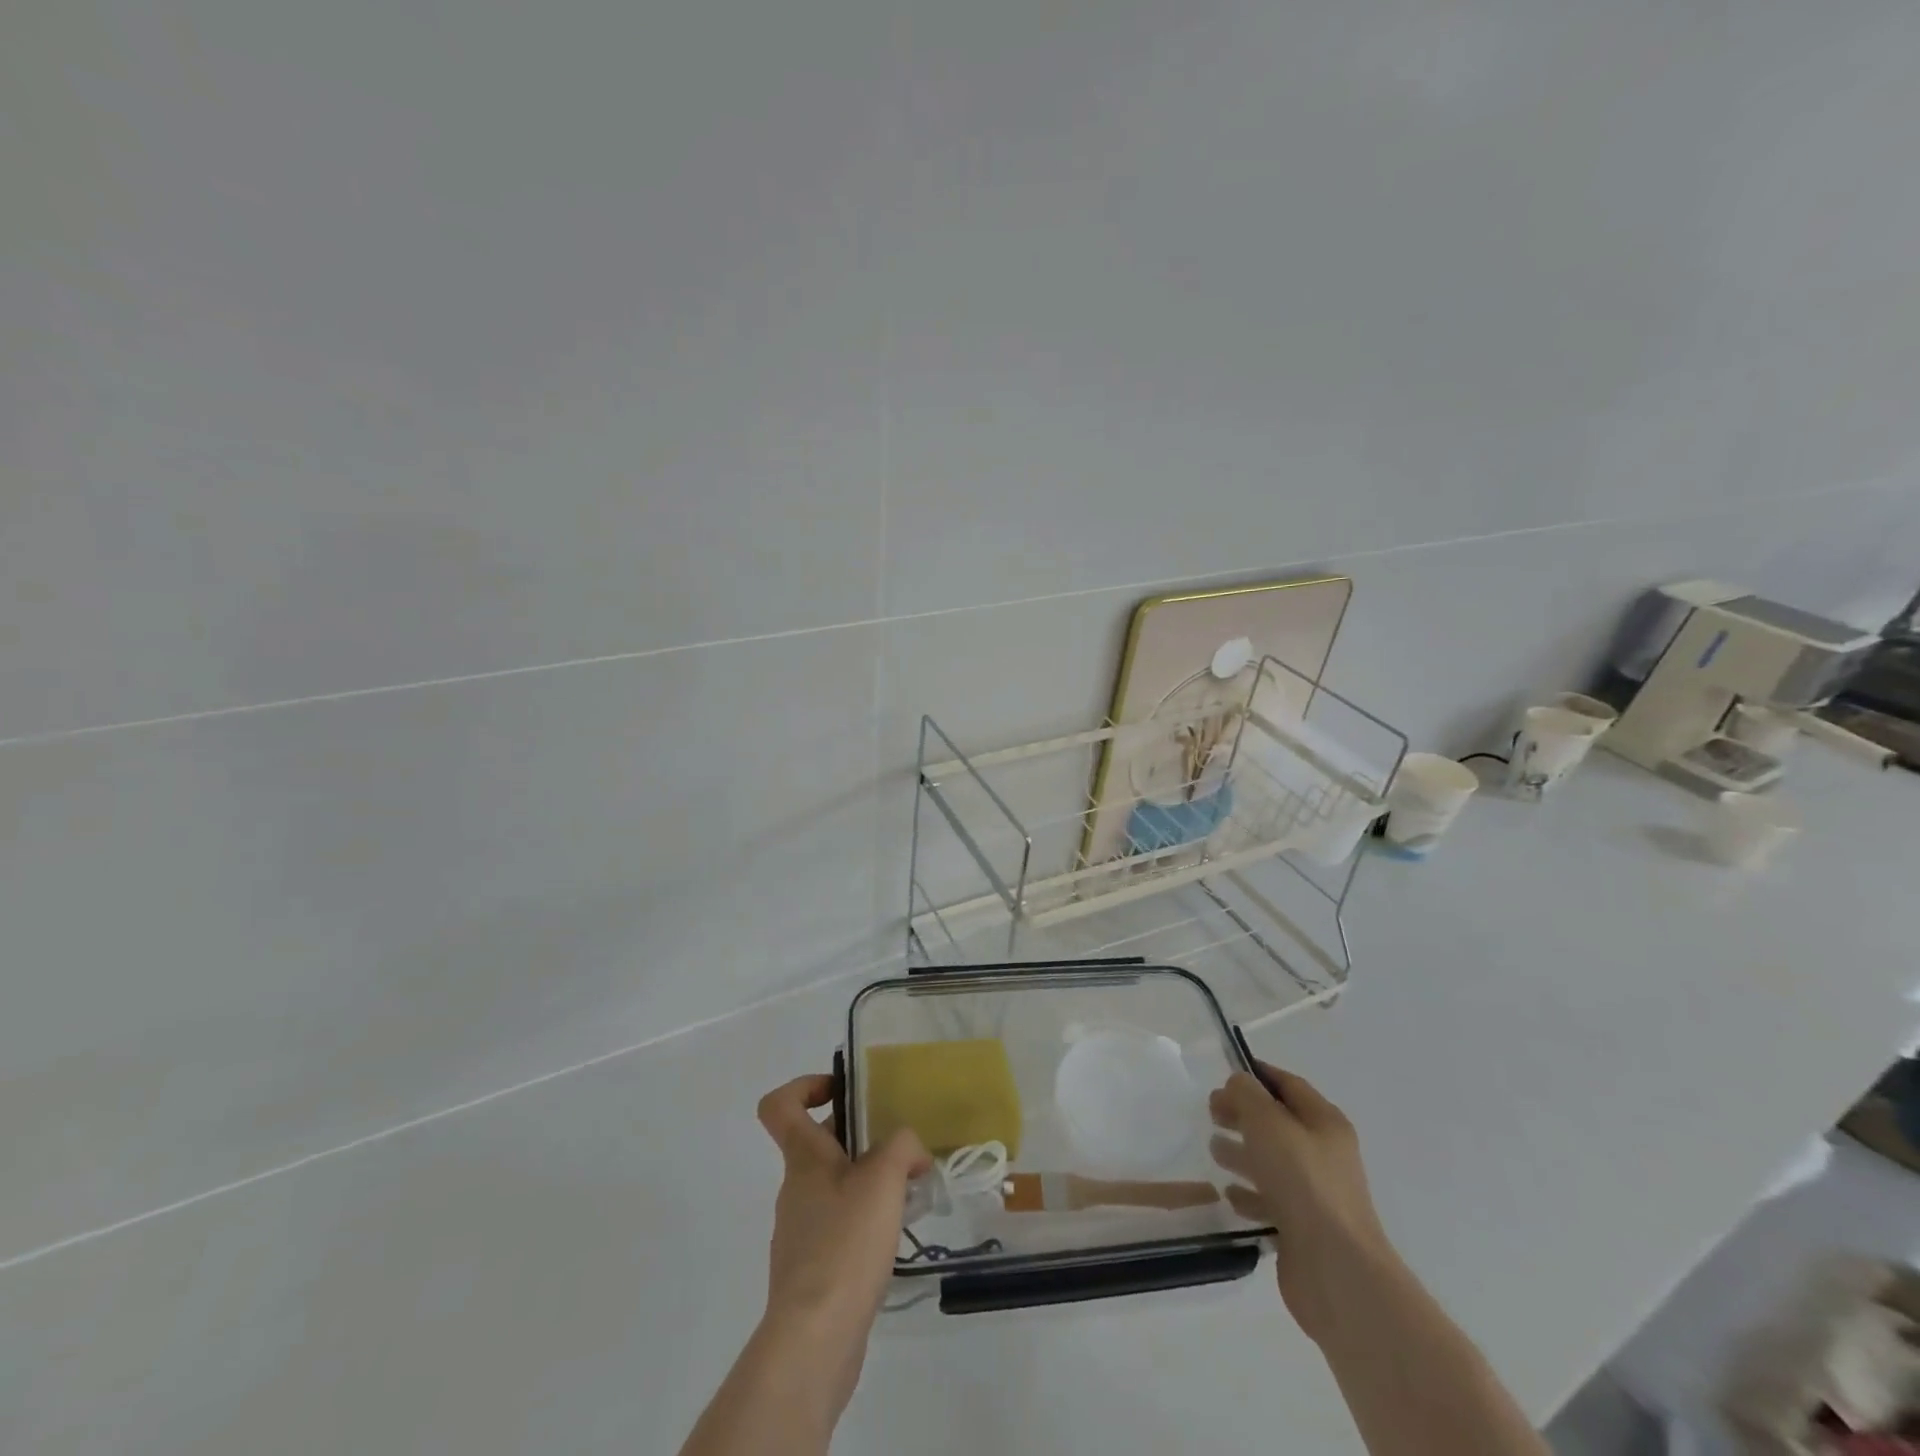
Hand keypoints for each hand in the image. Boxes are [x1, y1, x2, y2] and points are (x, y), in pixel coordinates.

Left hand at [754, 1075, 929, 1413]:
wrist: (815, 1338)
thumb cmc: (845, 1243)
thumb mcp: (884, 1178)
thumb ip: (902, 1146)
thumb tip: (911, 1150)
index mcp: (803, 1158)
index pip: (780, 1105)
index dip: (805, 1086)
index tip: (843, 1092)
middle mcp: (795, 1188)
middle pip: (819, 1145)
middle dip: (859, 1139)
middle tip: (900, 1149)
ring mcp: (800, 1231)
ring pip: (833, 1187)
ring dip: (867, 1182)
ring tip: (906, 1196)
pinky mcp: (811, 1271)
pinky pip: (838, 1227)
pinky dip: (864, 1222)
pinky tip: (892, 1239)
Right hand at [1208, 1061, 1396, 1343]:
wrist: (1336, 1270)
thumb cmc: (1302, 1182)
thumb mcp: (1268, 1122)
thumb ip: (1247, 1094)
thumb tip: (1238, 1084)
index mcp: (1325, 1123)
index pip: (1289, 1085)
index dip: (1258, 1075)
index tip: (1224, 1074)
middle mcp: (1325, 1155)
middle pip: (1278, 1123)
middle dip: (1244, 1114)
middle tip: (1211, 1113)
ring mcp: (1316, 1194)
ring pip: (1272, 1162)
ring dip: (1243, 1152)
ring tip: (1213, 1150)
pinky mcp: (1303, 1229)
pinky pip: (1271, 1200)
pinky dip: (1249, 1193)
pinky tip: (1228, 1194)